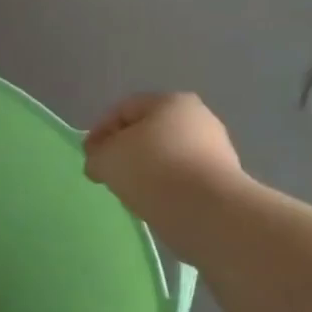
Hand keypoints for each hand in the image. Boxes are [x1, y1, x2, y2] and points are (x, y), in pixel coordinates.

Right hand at [84, 93, 246, 256]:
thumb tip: (101, 162)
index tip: (88, 157)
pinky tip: (154, 202)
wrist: (205, 210)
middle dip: (124, 150)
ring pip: (166, 155)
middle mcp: (198, 117)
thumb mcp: (106, 158)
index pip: (124, 109)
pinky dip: (164, 186)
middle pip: (148, 131)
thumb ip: (96, 155)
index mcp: (170, 101)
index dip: (99, 131)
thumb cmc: (151, 169)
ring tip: (129, 192)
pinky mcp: (222, 178)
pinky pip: (182, 177)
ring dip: (145, 170)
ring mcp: (215, 148)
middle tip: (107, 173)